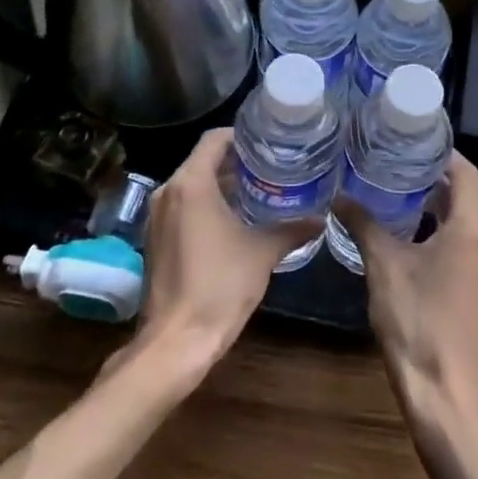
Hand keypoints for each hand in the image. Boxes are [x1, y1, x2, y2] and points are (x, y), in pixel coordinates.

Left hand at [125, 129, 316, 378]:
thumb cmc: (219, 286)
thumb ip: (292, 229)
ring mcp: (157, 217)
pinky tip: (237, 219)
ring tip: (261, 190)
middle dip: (238, 161)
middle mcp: (168, 192)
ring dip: (223, 184)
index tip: (270, 143)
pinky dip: (208, 204)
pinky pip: (184, 206)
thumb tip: (321, 218)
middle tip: (273, 165)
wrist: (176, 342)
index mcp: (191, 184)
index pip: (214, 139)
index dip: (243, 135)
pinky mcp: (156, 239)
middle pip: (204, 160)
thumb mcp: (263, 252)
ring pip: (193, 184)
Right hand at [342, 151, 477, 419]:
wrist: (445, 396)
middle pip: (464, 197)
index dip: (442, 153)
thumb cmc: (416, 321)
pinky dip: (440, 236)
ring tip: (394, 197)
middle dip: (430, 181)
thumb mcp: (383, 266)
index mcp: (473, 230)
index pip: (465, 172)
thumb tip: (338, 195)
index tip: (413, 140)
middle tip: (393, 166)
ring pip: (463, 225)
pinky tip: (409, 240)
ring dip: (434, 210)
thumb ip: (363, 225)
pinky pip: (464, 248)